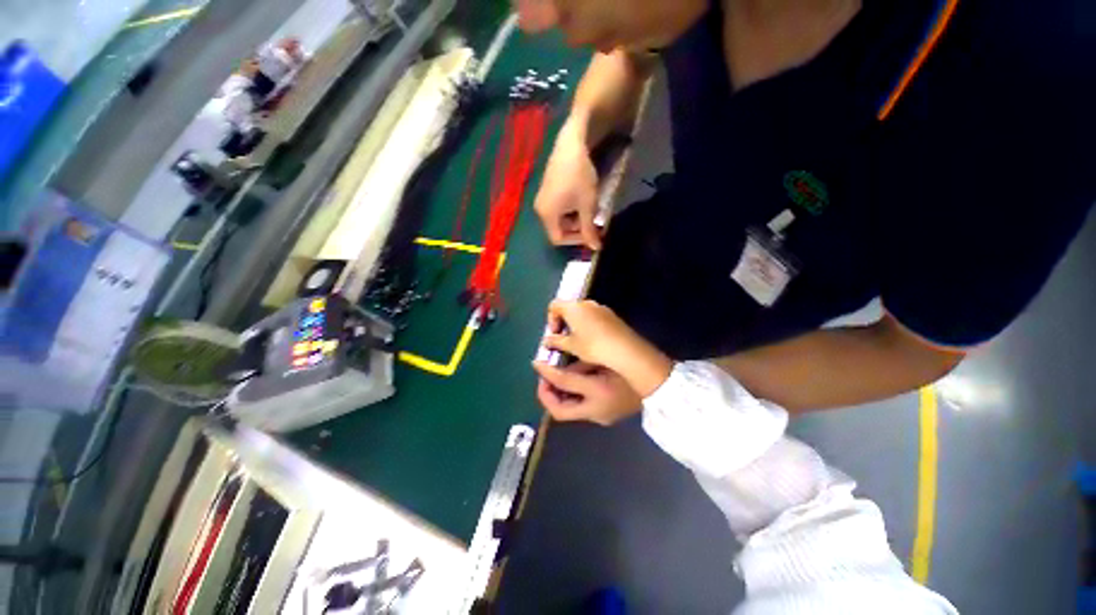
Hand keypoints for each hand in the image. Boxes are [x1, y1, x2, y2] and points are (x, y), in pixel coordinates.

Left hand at [532, 361, 642, 424]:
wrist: (658, 386)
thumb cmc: (629, 367)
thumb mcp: (603, 361)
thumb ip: (581, 366)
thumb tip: (562, 369)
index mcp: (598, 392)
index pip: (563, 383)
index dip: (546, 373)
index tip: (536, 363)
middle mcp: (596, 411)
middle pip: (561, 412)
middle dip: (546, 396)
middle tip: (542, 380)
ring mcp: (600, 417)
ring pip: (568, 412)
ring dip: (558, 396)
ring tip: (555, 379)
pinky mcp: (603, 416)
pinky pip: (579, 409)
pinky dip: (570, 398)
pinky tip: (571, 386)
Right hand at [534, 123, 602, 248]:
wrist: (571, 144)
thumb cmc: (579, 177)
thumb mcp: (587, 205)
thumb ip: (589, 229)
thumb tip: (595, 248)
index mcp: (547, 215)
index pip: (558, 239)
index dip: (576, 240)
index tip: (591, 233)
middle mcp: (540, 210)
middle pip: (557, 230)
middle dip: (577, 229)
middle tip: (593, 223)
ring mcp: (542, 199)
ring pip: (559, 219)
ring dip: (575, 220)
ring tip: (590, 211)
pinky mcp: (546, 190)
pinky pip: (557, 209)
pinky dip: (570, 210)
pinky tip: (582, 200)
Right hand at [541, 300, 672, 396]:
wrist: (625, 350)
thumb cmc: (593, 346)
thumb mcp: (571, 346)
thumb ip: (556, 341)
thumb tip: (547, 340)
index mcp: (573, 307)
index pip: (554, 305)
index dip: (551, 319)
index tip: (555, 335)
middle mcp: (587, 303)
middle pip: (569, 308)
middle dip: (564, 323)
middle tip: (565, 341)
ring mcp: (601, 308)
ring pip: (583, 314)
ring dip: (577, 326)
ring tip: (579, 344)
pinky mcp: (612, 316)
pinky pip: (595, 318)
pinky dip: (590, 327)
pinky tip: (594, 343)